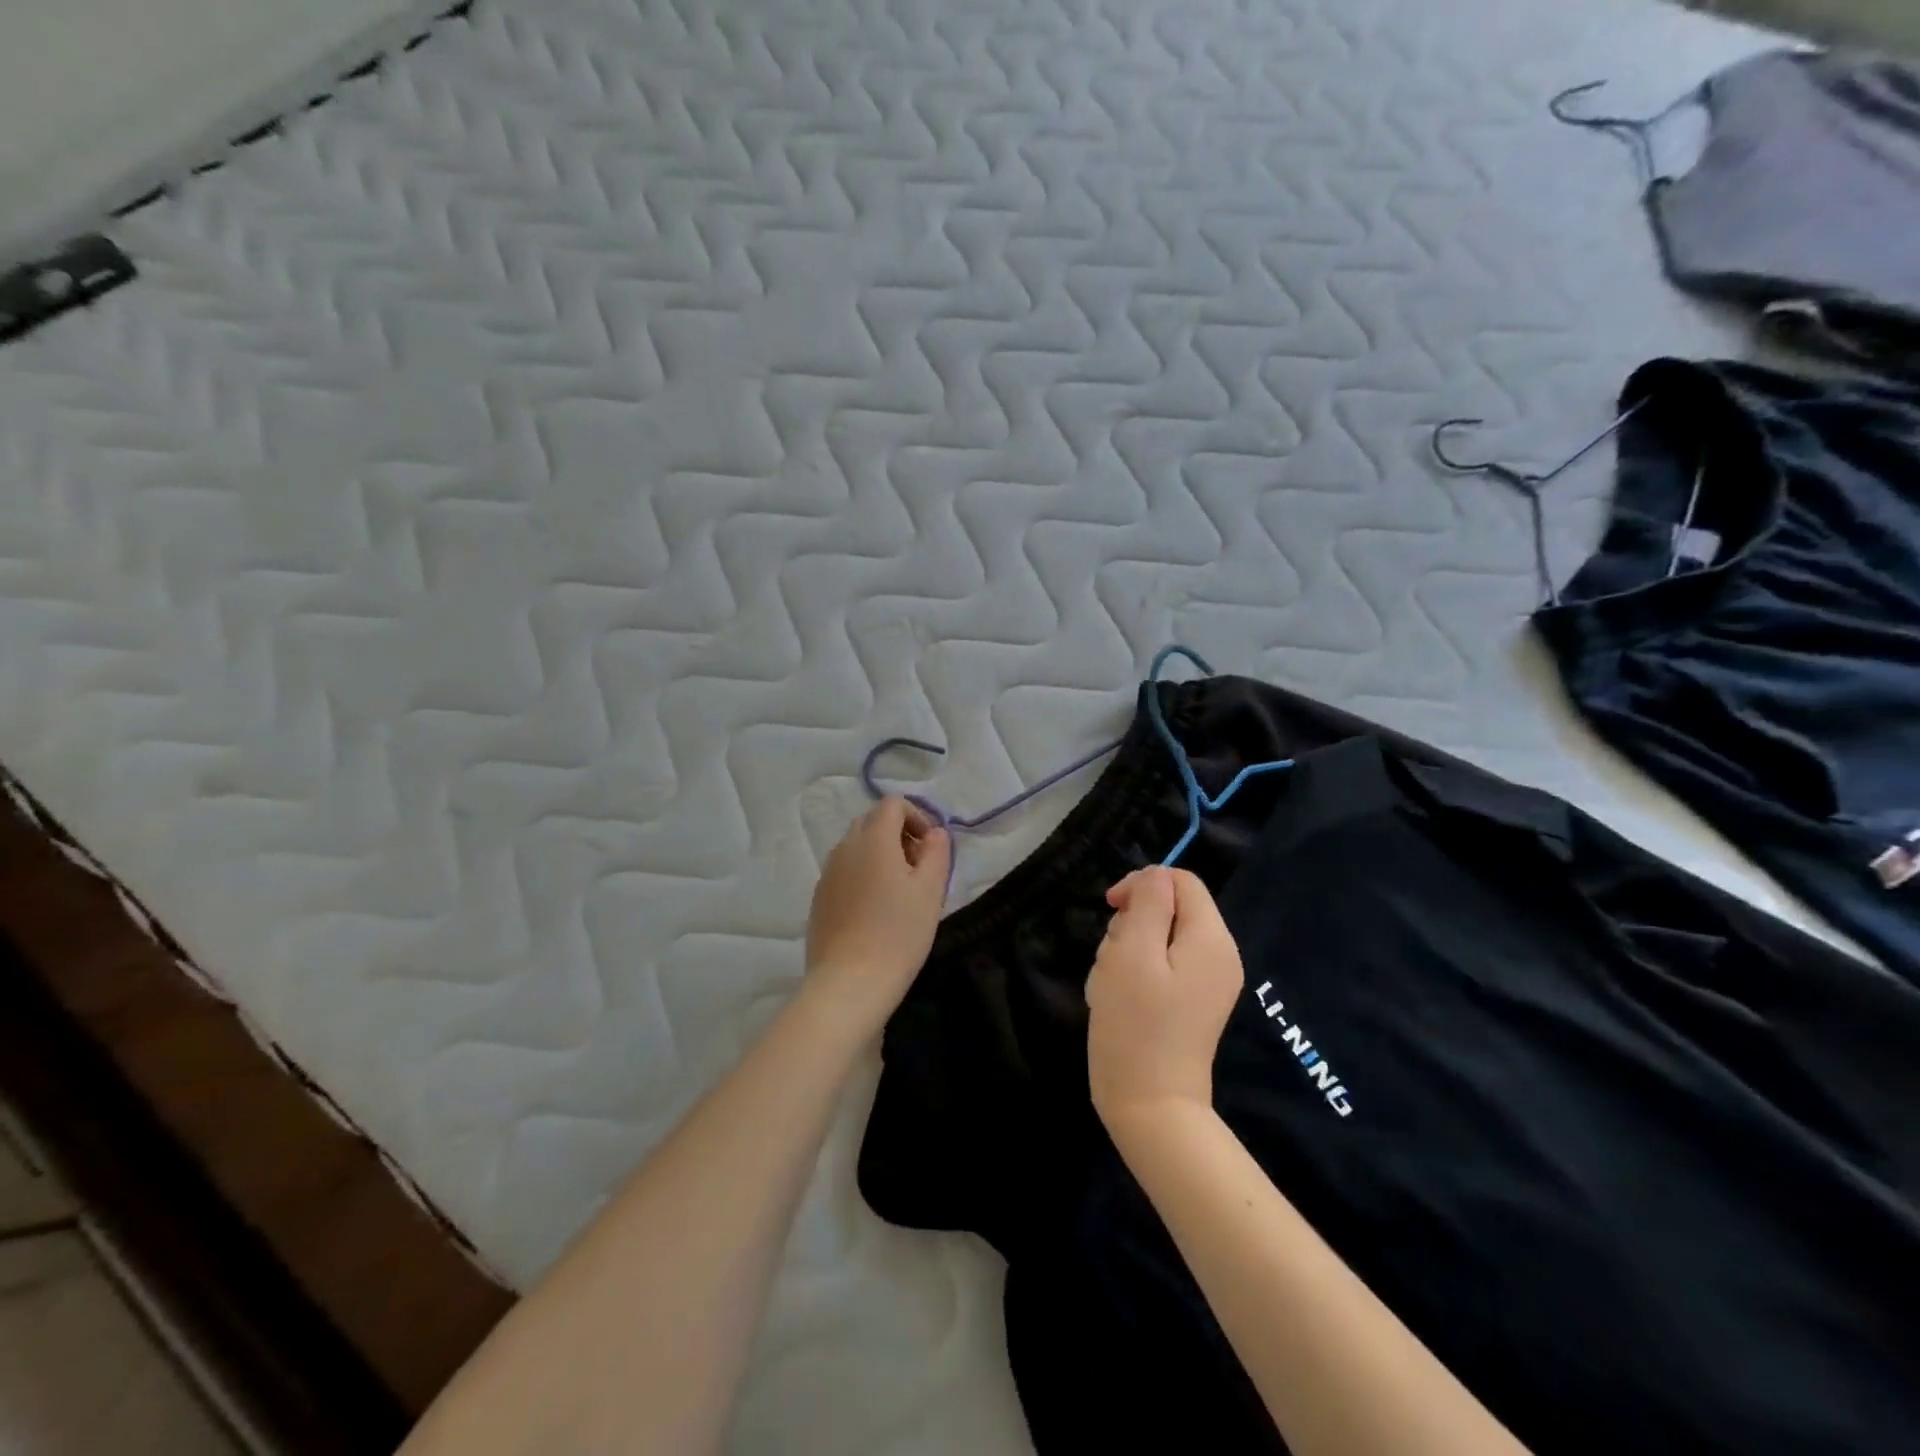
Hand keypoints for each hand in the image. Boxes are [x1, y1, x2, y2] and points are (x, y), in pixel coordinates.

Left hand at [802, 797, 950, 1031]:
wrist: (849, 984)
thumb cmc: (898, 934)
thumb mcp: (930, 890)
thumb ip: (937, 852)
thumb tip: (934, 833)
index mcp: (873, 839)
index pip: (892, 804)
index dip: (917, 816)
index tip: (932, 848)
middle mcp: (845, 848)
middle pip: (872, 821)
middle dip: (899, 834)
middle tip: (920, 869)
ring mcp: (827, 873)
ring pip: (857, 847)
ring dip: (881, 855)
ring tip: (900, 892)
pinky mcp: (819, 898)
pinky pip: (845, 871)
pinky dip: (864, 875)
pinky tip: (876, 911)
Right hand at [1086, 866, 1243, 1137]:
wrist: (1149, 1106)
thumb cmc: (1136, 1025)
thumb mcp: (1134, 953)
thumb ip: (1149, 904)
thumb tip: (1156, 876)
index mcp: (1211, 939)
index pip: (1181, 881)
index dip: (1142, 884)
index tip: (1110, 907)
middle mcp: (1217, 956)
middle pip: (1168, 910)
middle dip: (1130, 925)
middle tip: (1112, 961)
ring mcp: (1205, 983)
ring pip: (1156, 939)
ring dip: (1124, 953)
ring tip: (1110, 987)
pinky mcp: (1190, 1004)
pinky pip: (1158, 968)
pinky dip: (1132, 976)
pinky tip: (1116, 1002)